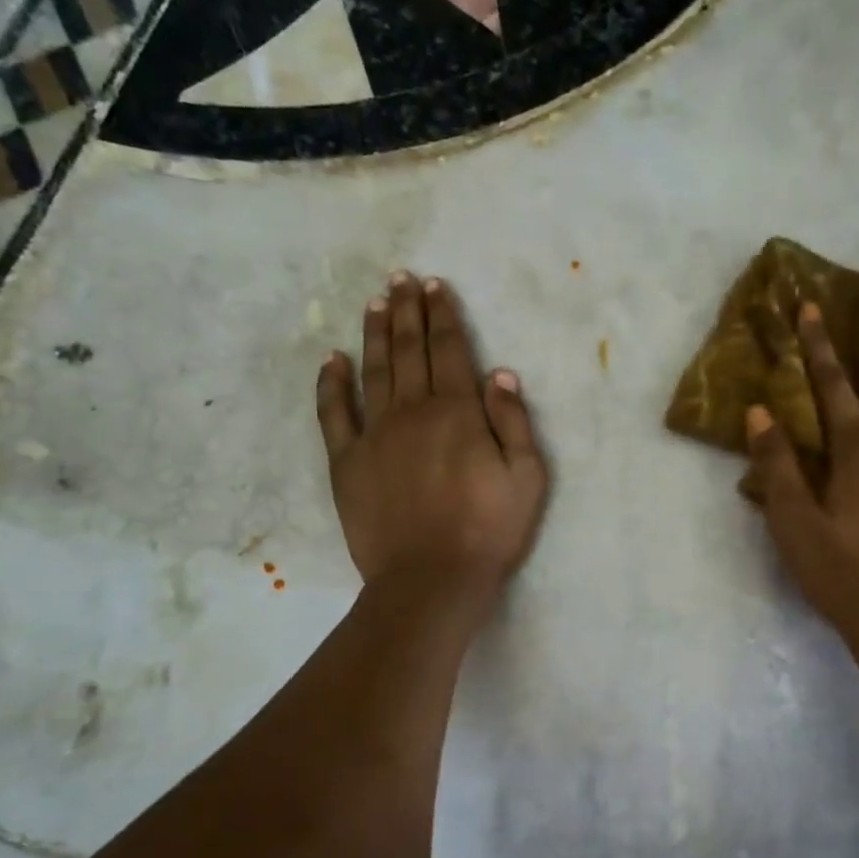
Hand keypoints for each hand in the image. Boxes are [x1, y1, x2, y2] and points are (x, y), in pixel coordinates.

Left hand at [317, 273, 548, 618]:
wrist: (432, 580)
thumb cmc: (489, 531)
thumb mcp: (527, 478)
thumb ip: (514, 422)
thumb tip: (499, 374)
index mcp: (458, 412)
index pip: (450, 349)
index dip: (443, 314)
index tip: (435, 285)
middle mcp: (413, 411)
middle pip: (409, 349)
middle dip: (408, 310)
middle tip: (401, 278)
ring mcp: (374, 435)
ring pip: (373, 370)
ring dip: (375, 332)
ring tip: (375, 302)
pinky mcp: (346, 462)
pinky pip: (334, 413)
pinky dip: (331, 383)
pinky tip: (333, 359)